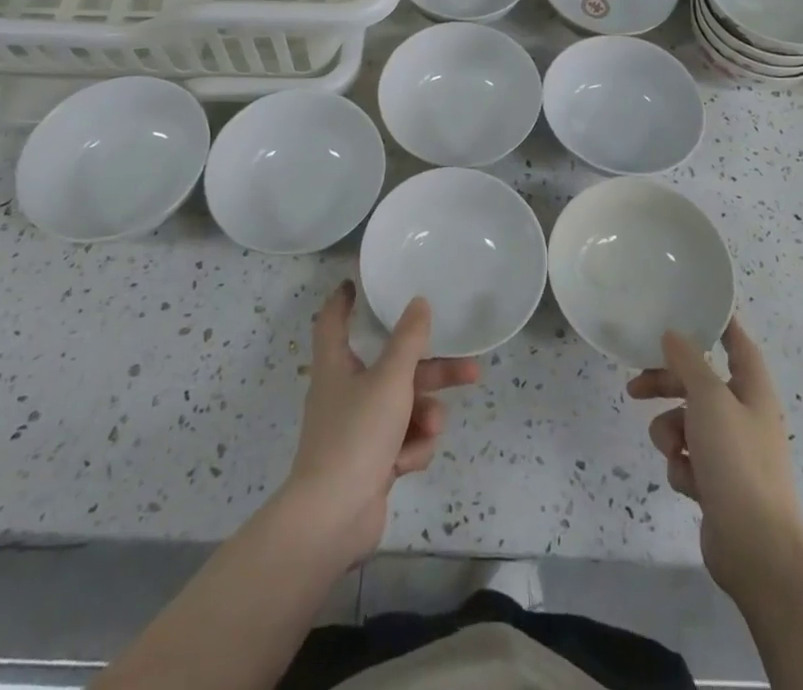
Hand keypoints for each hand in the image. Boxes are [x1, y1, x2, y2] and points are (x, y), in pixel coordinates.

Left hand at [279, 281, 478, 572]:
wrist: (332, 519)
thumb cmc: (356, 435)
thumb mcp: (390, 380)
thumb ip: (409, 340)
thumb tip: (419, 302)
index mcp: (337, 365)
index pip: (333, 321)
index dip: (344, 301)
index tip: (357, 284)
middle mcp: (345, 392)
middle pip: (394, 369)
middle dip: (432, 372)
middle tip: (469, 370)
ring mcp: (358, 430)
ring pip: (404, 407)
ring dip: (424, 416)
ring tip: (431, 428)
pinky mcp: (370, 462)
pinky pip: (401, 441)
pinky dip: (409, 449)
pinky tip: (406, 464)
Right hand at [627, 318, 802, 602]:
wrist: (756, 548)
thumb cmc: (737, 461)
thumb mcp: (709, 399)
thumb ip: (688, 362)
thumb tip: (673, 334)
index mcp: (752, 390)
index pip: (738, 343)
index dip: (719, 324)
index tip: (691, 308)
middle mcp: (743, 416)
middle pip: (699, 384)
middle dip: (667, 385)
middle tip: (636, 386)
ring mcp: (731, 452)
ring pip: (686, 423)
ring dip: (671, 432)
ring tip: (673, 450)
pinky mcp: (717, 484)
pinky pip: (687, 458)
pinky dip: (682, 466)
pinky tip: (688, 482)